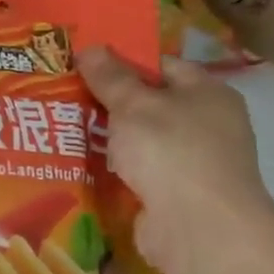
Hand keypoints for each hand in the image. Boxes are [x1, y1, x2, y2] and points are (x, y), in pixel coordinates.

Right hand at [78, 49, 273, 273]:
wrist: (198, 226)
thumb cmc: (170, 151)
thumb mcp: (134, 105)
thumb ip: (110, 77)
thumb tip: (90, 47)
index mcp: (207, 92)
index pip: (162, 65)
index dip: (123, 62)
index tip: (83, 66)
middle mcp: (208, 124)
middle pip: (151, 104)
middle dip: (111, 104)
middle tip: (65, 97)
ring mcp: (194, 162)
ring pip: (143, 142)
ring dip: (111, 140)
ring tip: (65, 131)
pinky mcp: (177, 195)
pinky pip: (140, 173)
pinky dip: (116, 171)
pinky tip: (84, 168)